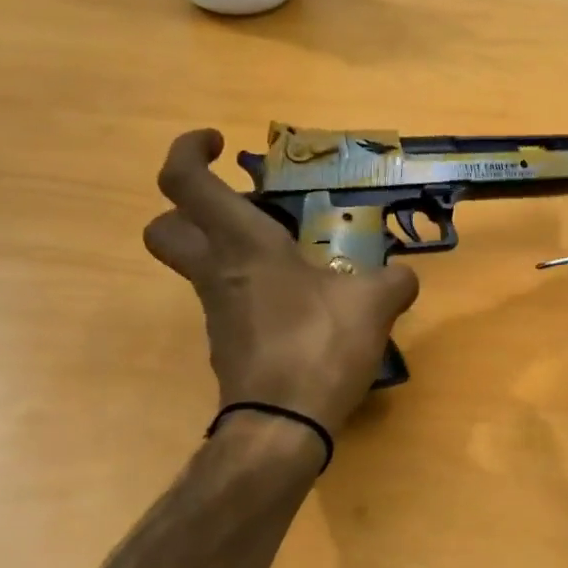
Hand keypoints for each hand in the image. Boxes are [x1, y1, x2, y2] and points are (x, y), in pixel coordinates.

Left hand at [145, 130, 419, 433]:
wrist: (283, 425)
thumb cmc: (319, 346)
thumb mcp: (374, 305)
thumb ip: (393, 281)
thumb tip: (402, 277)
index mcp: (244, 246)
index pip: (185, 183)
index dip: (188, 151)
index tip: (219, 142)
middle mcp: (218, 272)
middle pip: (165, 227)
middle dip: (188, 206)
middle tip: (242, 204)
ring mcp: (217, 311)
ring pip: (199, 265)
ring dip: (232, 249)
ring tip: (295, 256)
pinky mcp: (228, 343)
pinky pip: (231, 300)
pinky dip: (255, 289)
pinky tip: (303, 304)